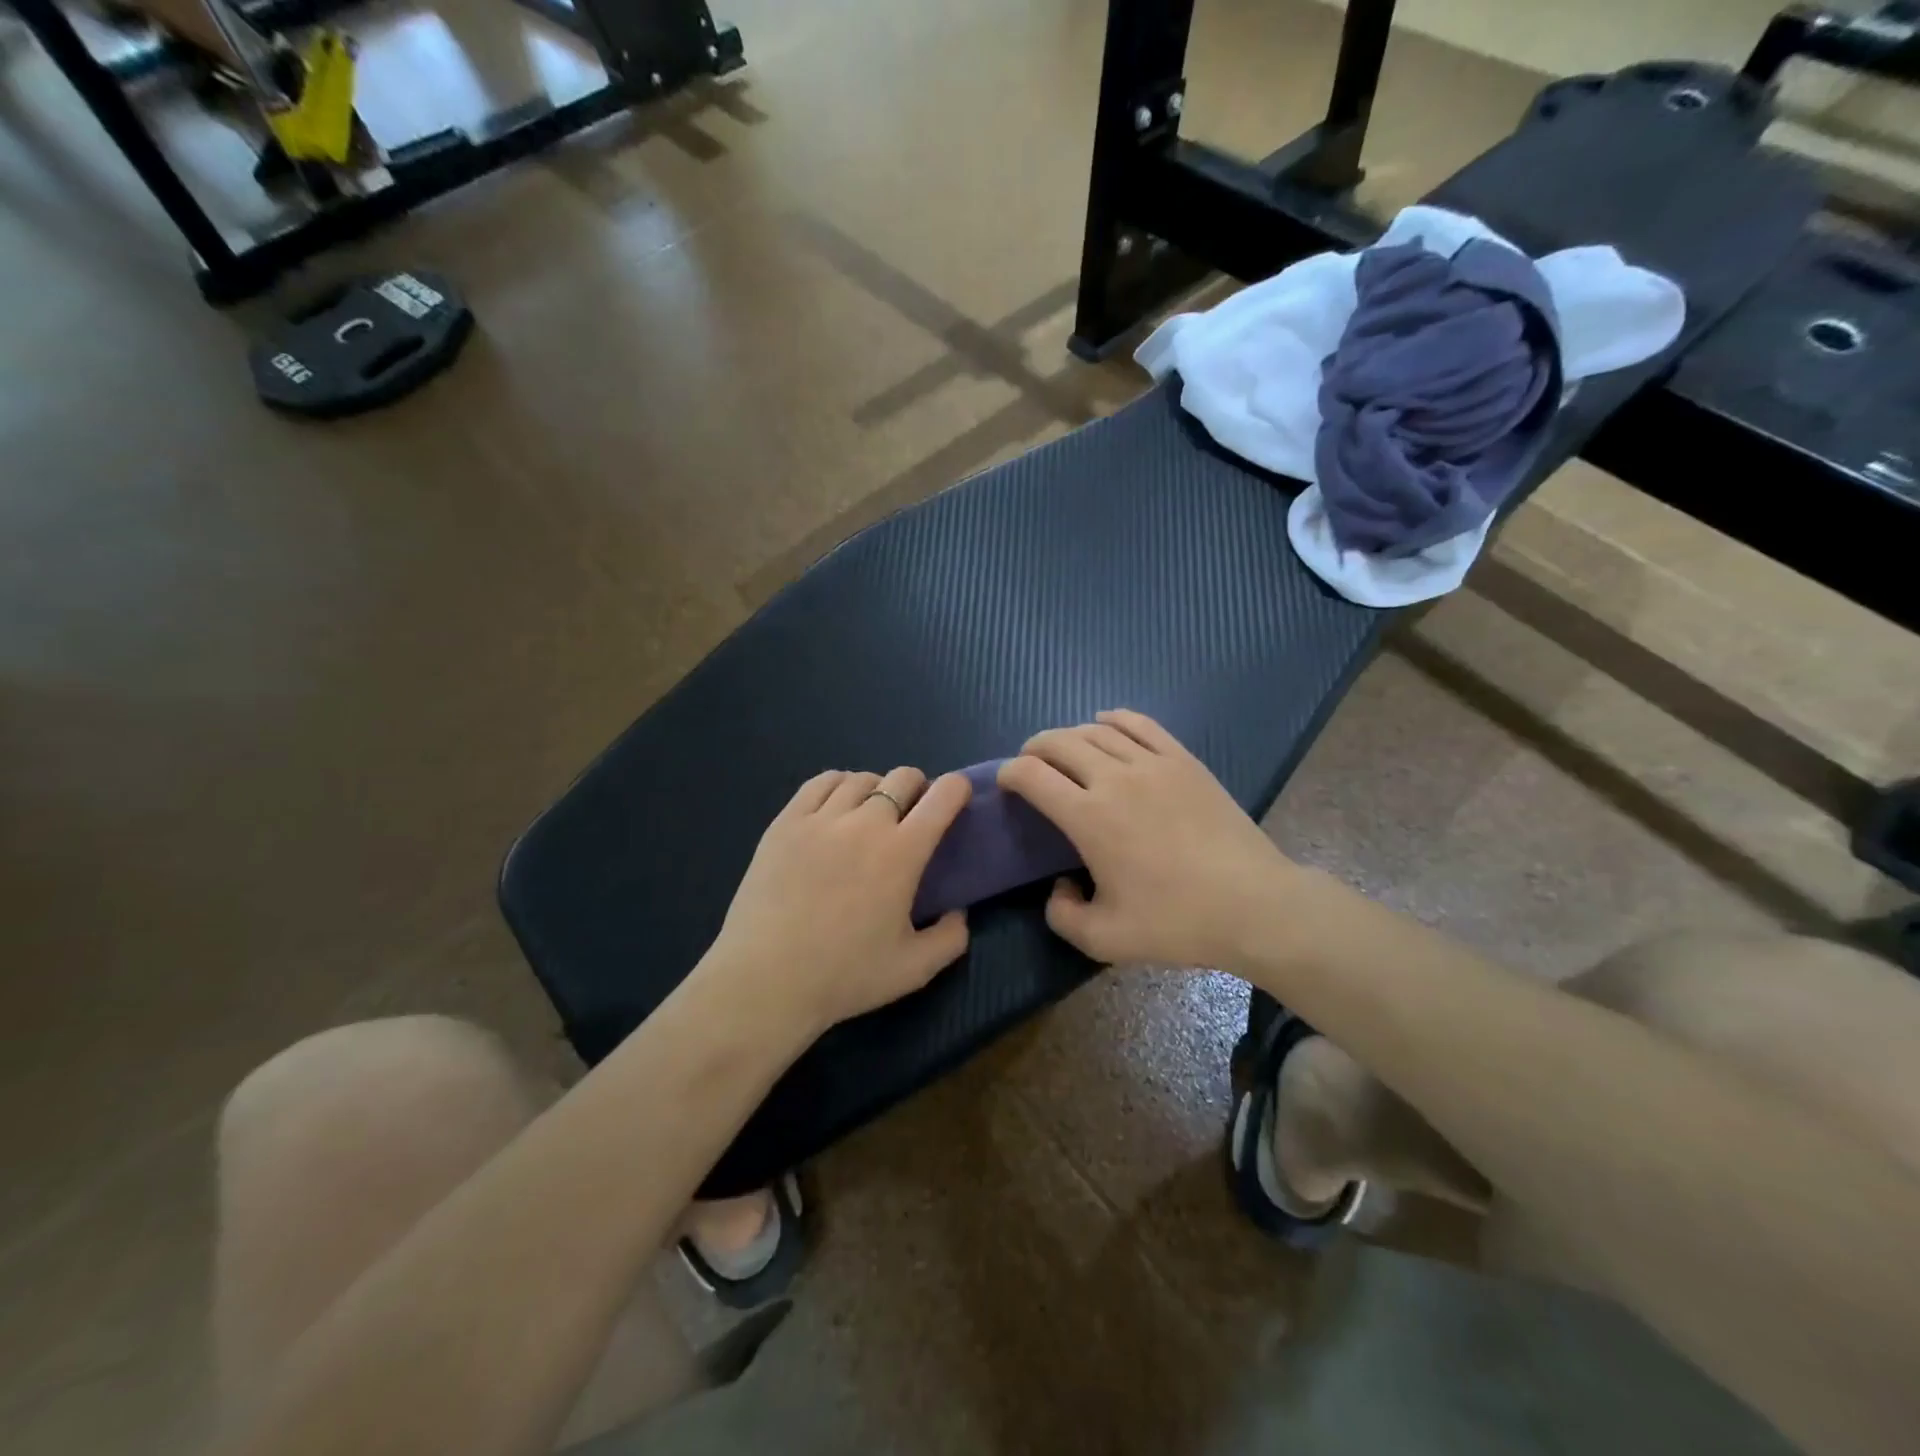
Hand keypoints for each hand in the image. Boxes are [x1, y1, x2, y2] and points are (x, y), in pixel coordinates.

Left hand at [705, 767, 971, 1035]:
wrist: (766, 980)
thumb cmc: (844, 976)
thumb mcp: (914, 970)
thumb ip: (950, 938)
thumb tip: (959, 912)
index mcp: (902, 852)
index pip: (943, 796)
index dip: (958, 788)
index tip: (957, 799)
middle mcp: (865, 823)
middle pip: (903, 777)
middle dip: (918, 788)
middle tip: (912, 816)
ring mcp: (821, 818)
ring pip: (861, 778)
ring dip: (877, 788)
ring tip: (871, 812)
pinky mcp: (786, 822)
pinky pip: (820, 783)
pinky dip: (838, 785)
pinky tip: (836, 806)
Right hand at [997, 711, 1292, 969]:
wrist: (1253, 905)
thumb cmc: (1177, 923)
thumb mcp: (1104, 939)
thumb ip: (1062, 915)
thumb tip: (1058, 886)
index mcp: (1089, 818)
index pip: (1031, 775)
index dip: (1008, 773)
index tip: (1006, 784)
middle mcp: (1114, 779)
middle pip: (1059, 743)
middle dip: (1034, 749)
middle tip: (1030, 765)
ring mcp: (1153, 763)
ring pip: (1096, 730)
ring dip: (1070, 735)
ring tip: (1064, 749)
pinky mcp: (1183, 760)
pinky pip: (1140, 724)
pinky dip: (1114, 719)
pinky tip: (1106, 723)